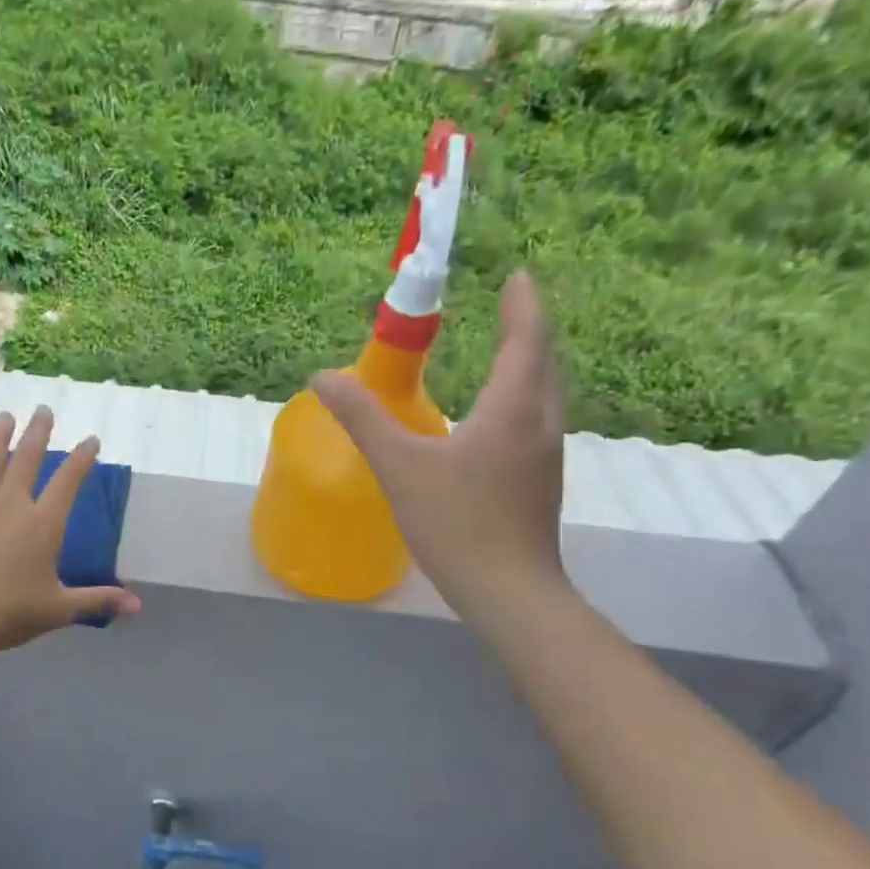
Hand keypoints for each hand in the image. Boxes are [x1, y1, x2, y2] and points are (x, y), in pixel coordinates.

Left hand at [0, 407, 141, 654]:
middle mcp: (11, 507)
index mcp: (43, 525)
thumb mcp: (59, 610)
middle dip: (37, 433)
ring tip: (4, 416)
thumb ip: (98, 600)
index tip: (91, 440)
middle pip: (26, 461)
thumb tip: (137, 604)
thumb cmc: (8, 614)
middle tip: (43, 409)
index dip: (82, 459)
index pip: (68, 483)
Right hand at [314, 271, 569, 628]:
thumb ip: (363, 418)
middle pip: (543, 363)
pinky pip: (535, 422)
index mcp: (512, 409)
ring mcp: (546, 457)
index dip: (522, 305)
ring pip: (544, 396)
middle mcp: (540, 425)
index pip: (526, 340)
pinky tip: (494, 420)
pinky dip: (520, 400)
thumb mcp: (399, 467)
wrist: (508, 592)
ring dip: (527, 366)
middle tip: (507, 310)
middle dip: (527, 331)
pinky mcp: (540, 483)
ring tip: (502, 354)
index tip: (516, 276)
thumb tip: (323, 377)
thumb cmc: (456, 523)